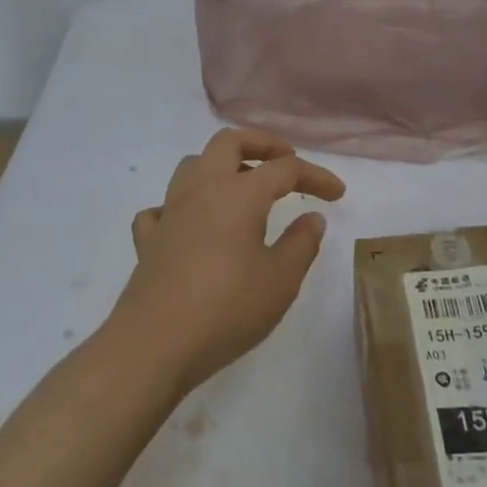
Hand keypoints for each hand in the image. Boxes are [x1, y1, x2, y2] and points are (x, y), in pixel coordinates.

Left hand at [110, 129, 346, 394]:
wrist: (155, 343)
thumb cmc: (227, 309)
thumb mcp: (280, 281)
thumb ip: (301, 244)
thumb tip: (312, 217)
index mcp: (239, 193)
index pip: (285, 168)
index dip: (315, 176)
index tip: (337, 194)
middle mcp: (201, 190)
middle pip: (228, 142)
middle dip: (260, 144)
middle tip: (285, 162)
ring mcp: (169, 212)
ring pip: (192, 165)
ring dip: (220, 167)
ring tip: (242, 189)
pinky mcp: (148, 240)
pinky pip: (162, 208)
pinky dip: (181, 207)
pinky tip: (192, 226)